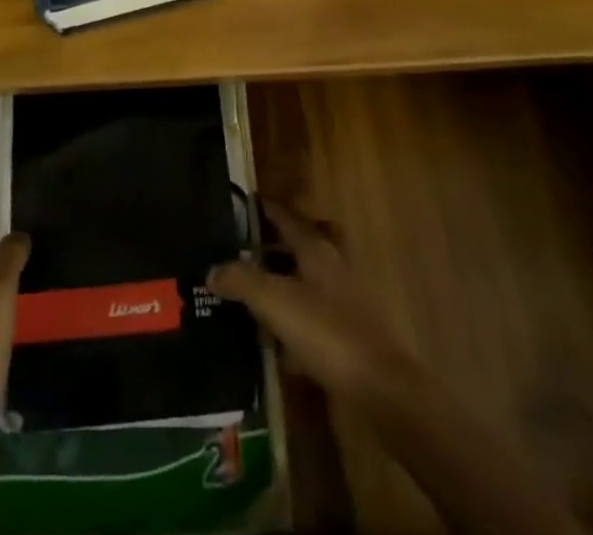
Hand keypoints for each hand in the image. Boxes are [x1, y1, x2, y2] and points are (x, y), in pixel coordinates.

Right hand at [208, 200, 418, 405]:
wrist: (381, 387)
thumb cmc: (326, 332)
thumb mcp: (275, 302)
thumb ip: (241, 281)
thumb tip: (212, 269)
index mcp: (316, 248)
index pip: (286, 216)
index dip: (264, 209)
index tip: (241, 204)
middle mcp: (332, 265)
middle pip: (299, 245)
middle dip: (271, 245)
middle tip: (239, 250)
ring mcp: (344, 299)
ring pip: (306, 280)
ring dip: (281, 282)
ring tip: (249, 292)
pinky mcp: (349, 333)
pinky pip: (313, 314)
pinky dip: (293, 318)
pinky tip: (274, 339)